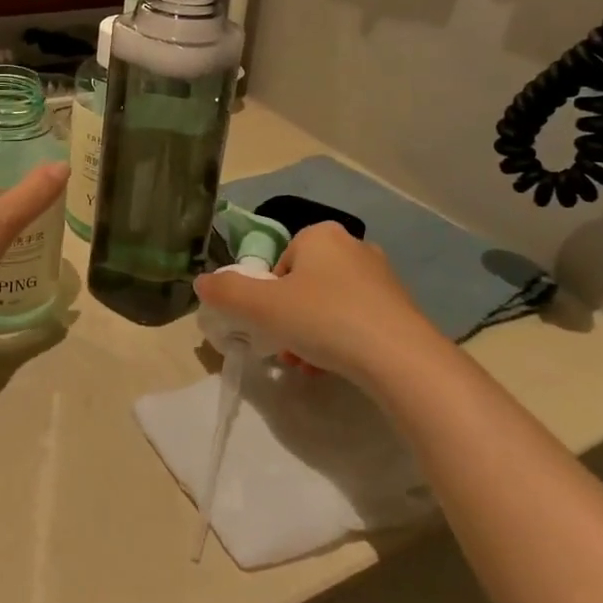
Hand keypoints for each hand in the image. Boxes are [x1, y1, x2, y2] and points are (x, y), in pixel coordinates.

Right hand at [193, 222, 445, 385]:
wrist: (401, 359)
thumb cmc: (325, 319)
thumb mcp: (262, 306)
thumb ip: (227, 292)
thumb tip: (201, 283)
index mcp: (320, 234)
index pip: (279, 262)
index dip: (268, 295)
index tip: (269, 323)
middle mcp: (353, 247)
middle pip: (303, 284)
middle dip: (290, 317)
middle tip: (285, 348)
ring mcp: (382, 278)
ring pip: (329, 305)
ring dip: (312, 334)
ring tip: (308, 366)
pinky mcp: (401, 308)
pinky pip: (356, 321)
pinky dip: (341, 342)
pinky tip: (335, 369)